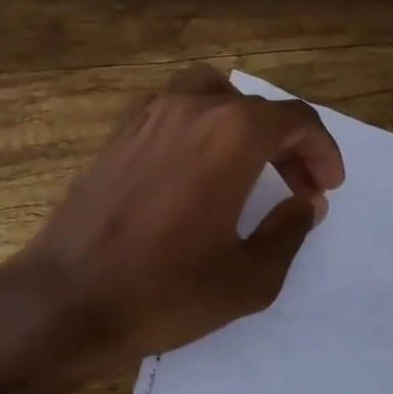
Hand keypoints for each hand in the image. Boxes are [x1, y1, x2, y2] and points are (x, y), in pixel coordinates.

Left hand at [5, 65, 344, 391]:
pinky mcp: (117, 134)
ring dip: (240, 122)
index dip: (321, 150)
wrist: (66, 299)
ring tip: (250, 165)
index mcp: (230, 136)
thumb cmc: (164, 291)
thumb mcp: (248, 278)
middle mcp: (189, 110)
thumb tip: (303, 203)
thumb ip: (288, 232)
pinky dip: (199, 125)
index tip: (326, 187)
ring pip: (210, 94)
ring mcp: (146, 116)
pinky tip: (197, 170)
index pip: (295, 118)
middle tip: (298, 186)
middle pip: (254, 106)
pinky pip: (171, 110)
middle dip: (286, 141)